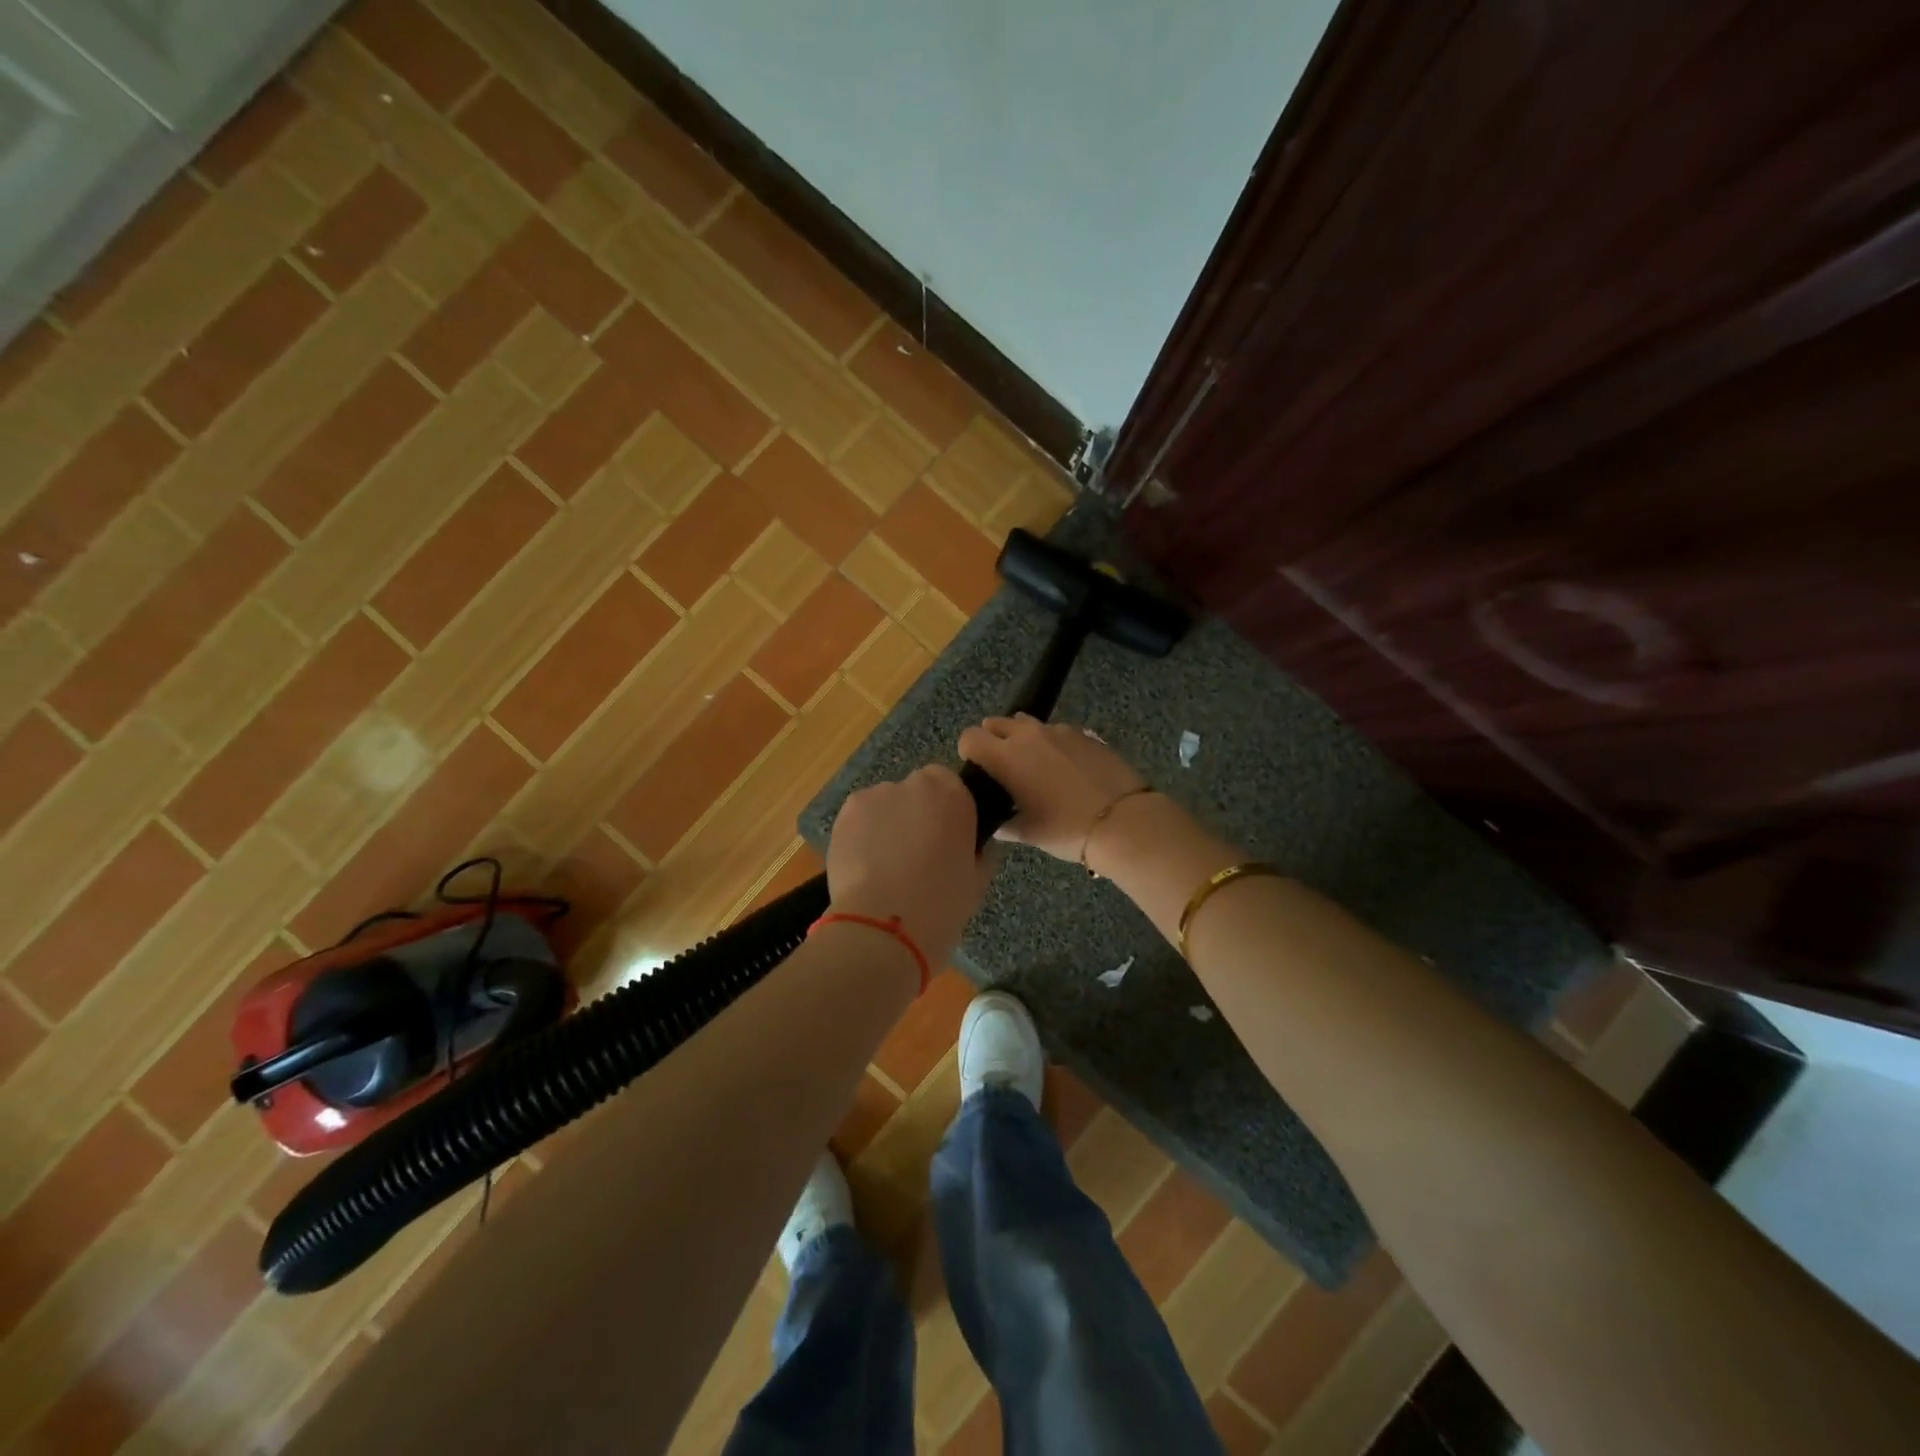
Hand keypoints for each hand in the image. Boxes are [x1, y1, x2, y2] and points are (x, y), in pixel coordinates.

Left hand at [826, 766, 1000, 963]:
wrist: (885, 926)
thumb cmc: (942, 904)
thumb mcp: (978, 880)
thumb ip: (981, 852)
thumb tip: (978, 847)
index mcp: (953, 794)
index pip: (950, 784)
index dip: (946, 809)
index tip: (946, 837)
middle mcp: (914, 784)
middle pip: (916, 791)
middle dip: (916, 814)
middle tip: (917, 852)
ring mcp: (875, 796)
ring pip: (885, 804)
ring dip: (888, 824)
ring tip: (886, 865)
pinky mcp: (845, 814)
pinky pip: (860, 819)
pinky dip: (863, 835)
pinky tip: (865, 866)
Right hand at [957, 715, 1148, 861]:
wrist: (1123, 821)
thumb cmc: (1066, 829)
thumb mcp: (1029, 833)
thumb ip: (1007, 825)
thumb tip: (997, 824)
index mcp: (1006, 757)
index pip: (970, 737)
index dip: (968, 751)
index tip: (976, 769)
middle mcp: (1028, 735)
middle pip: (996, 723)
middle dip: (992, 739)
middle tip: (1001, 766)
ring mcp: (1059, 730)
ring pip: (1028, 724)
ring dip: (1022, 737)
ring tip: (1033, 764)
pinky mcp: (1085, 734)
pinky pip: (1057, 731)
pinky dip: (1052, 743)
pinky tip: (1063, 767)